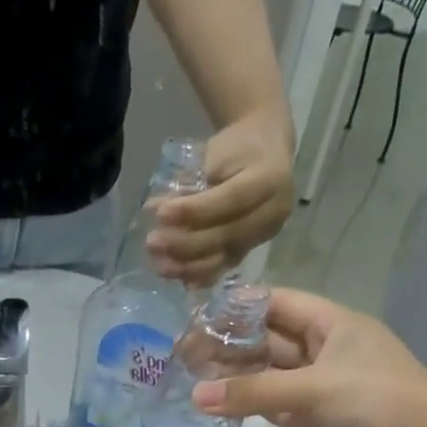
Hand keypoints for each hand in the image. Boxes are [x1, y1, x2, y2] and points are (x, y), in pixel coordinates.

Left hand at [148, 108, 295, 285]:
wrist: (265, 151)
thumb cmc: (237, 147)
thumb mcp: (216, 153)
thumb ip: (190, 183)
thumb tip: (153, 209)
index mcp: (270, 178)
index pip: (230, 200)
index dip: (194, 211)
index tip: (161, 214)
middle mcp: (273, 212)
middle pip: (226, 235)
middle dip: (186, 243)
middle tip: (153, 243)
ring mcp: (264, 235)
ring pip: (224, 257)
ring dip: (188, 266)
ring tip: (159, 265)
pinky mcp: (251, 249)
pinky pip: (224, 267)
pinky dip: (200, 275)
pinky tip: (179, 278)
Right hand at [189, 288, 426, 426]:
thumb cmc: (373, 402)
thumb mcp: (312, 388)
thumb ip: (252, 393)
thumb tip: (195, 397)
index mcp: (332, 325)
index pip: (279, 304)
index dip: (242, 306)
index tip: (200, 314)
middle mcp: (323, 352)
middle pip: (270, 341)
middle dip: (231, 345)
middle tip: (185, 353)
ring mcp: (318, 389)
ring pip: (269, 377)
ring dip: (236, 378)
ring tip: (192, 379)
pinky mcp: (313, 422)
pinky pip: (273, 408)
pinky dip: (248, 407)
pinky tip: (218, 407)